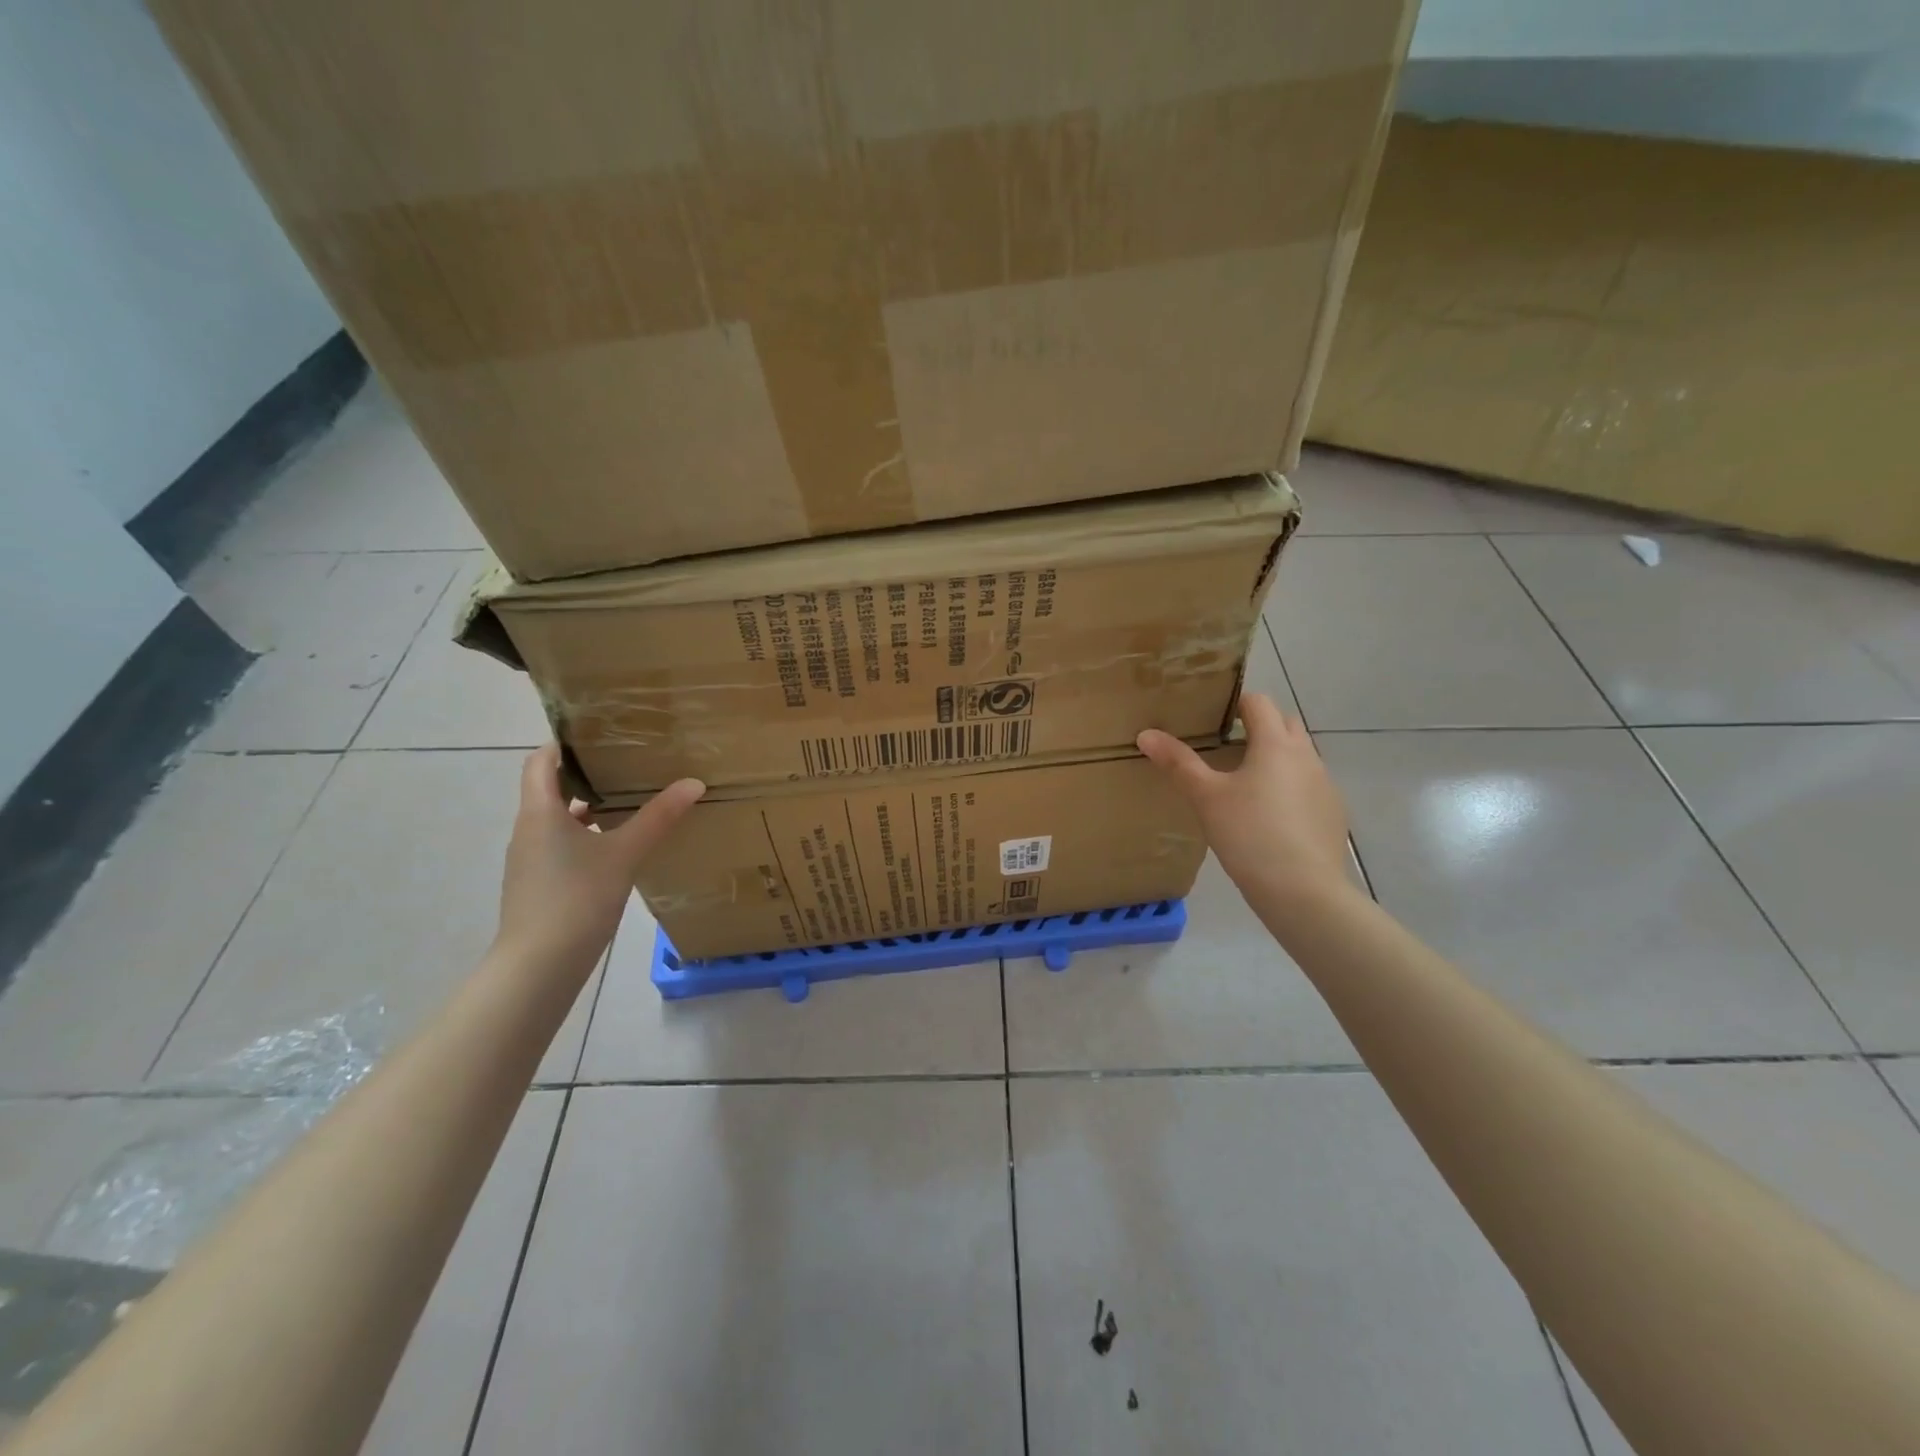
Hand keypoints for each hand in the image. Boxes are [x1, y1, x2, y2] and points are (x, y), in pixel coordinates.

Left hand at [496, 744, 704, 974]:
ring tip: (629, 804)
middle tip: (627, 766)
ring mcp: (530, 861)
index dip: (564, 745)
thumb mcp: (625, 853)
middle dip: (586, 776)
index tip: (598, 735)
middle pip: (550, 789)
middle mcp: (528, 830)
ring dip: (588, 809)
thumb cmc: (576, 898)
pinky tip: (617, 850)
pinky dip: (585, 838)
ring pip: (557, 821)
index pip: (540, 762)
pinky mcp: (537, 885)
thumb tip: (693, 782)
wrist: (538, 966)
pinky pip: (560, 847)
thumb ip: (658, 817)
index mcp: (540, 813)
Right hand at [1138, 694, 1353, 911]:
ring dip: (1276, 758)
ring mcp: (1325, 785)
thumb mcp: (1206, 798)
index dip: (1236, 704)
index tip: (1213, 718)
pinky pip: (1309, 787)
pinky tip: (1270, 818)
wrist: (1303, 891)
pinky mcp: (1333, 814)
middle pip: (1285, 724)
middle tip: (1227, 746)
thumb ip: (1178, 763)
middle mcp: (1307, 756)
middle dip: (1260, 727)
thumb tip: (1146, 734)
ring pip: (1299, 757)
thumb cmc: (1249, 834)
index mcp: (1276, 744)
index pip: (1259, 703)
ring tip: (1246, 783)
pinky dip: (1290, 789)